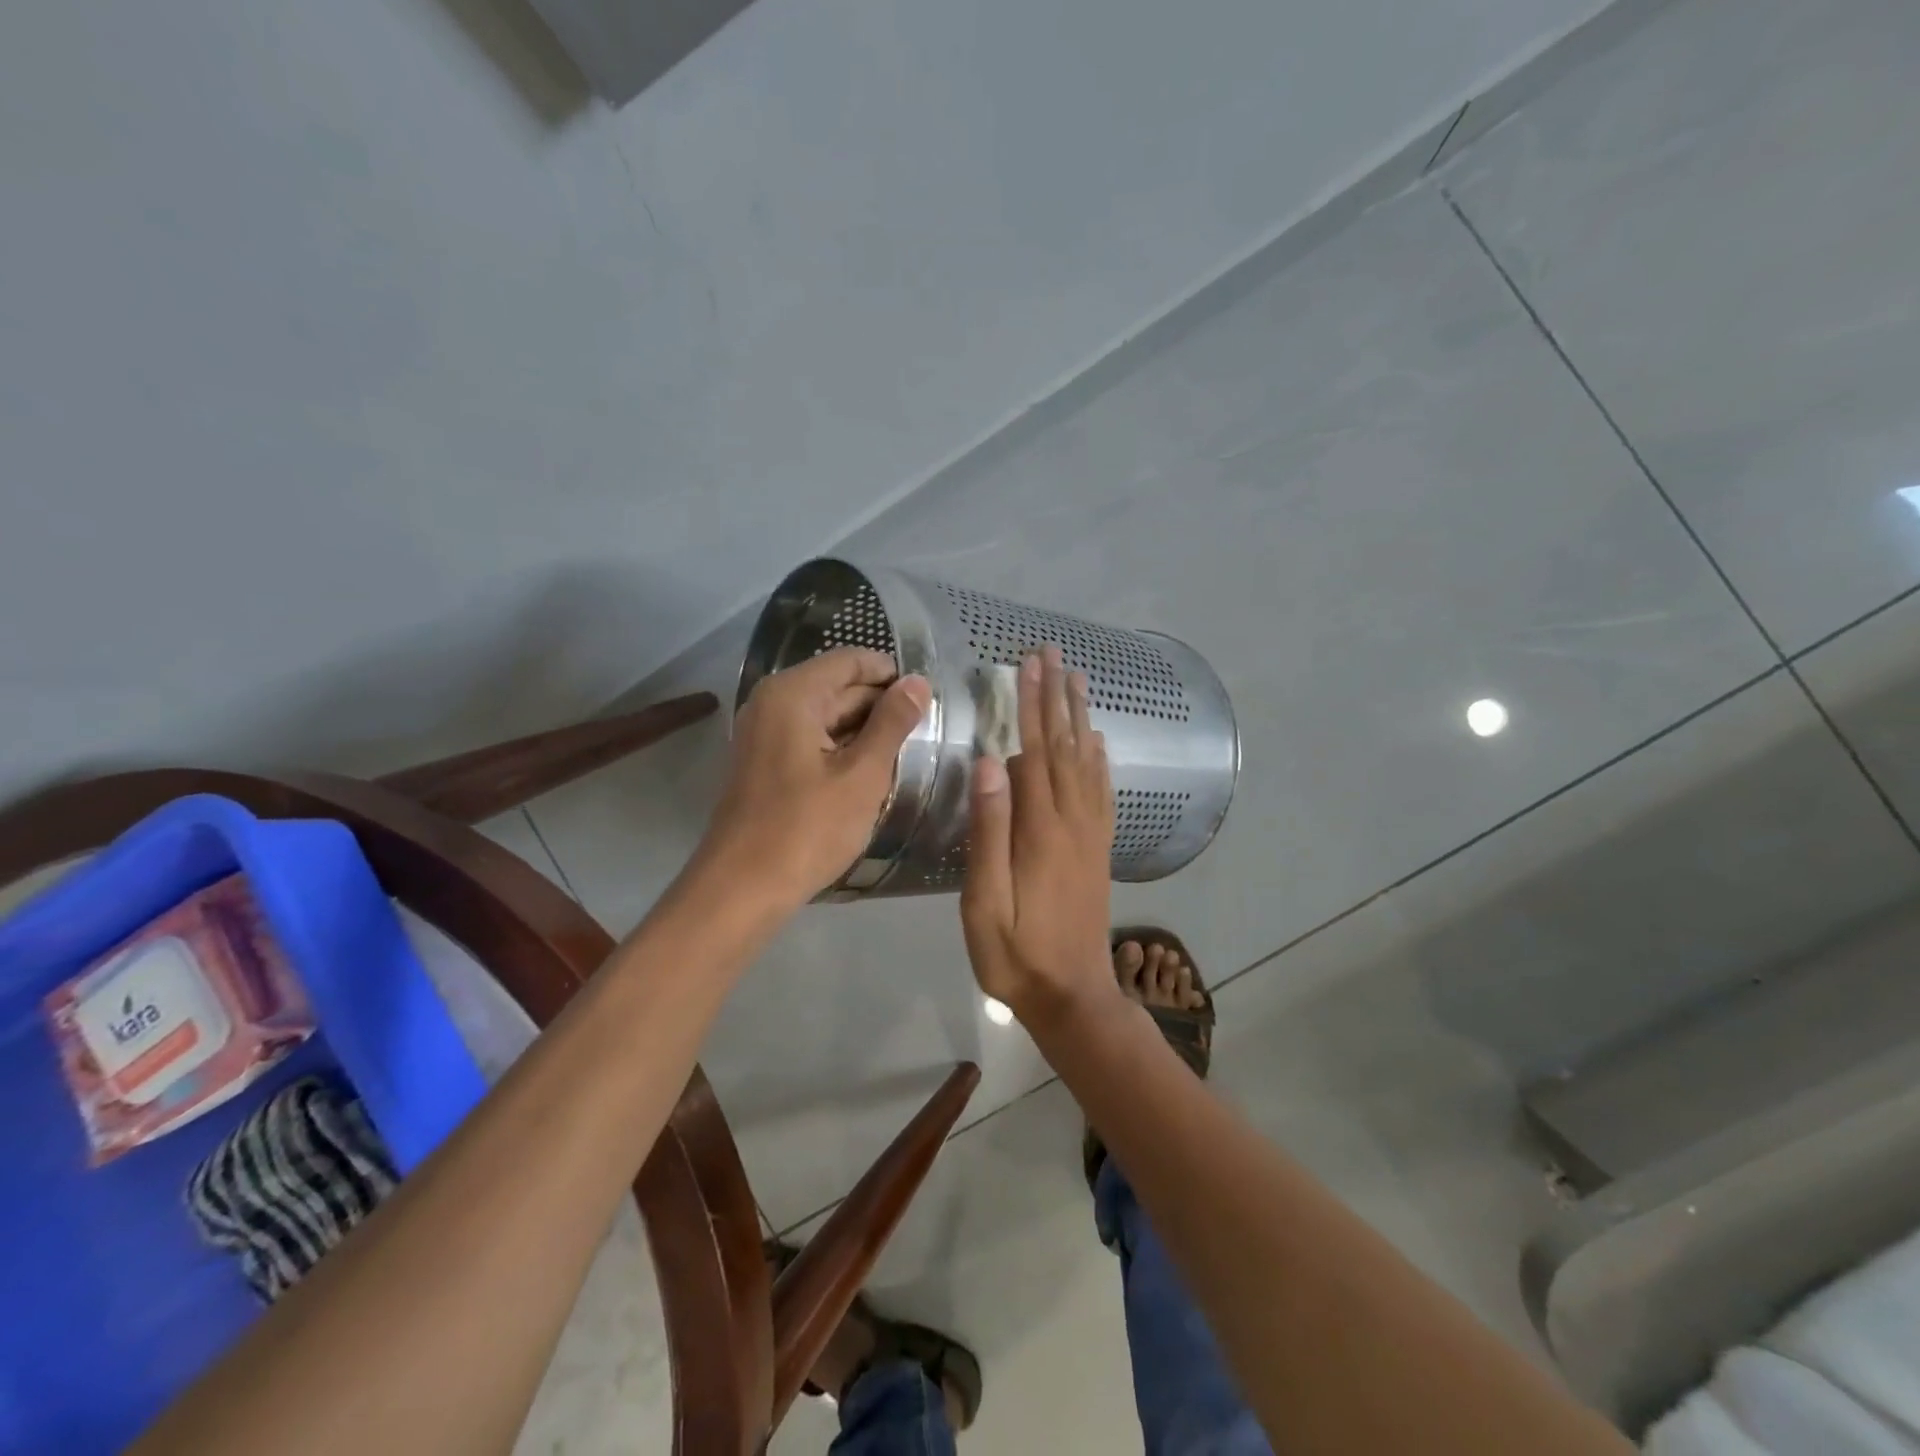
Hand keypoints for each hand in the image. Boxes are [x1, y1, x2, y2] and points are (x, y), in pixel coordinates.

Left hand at [700, 647, 930, 909]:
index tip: (929, 699)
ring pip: (827, 716)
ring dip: (865, 731)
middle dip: (882, 704)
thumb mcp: (863, 774)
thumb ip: (893, 722)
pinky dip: (843, 749)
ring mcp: (765, 733)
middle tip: (928, 730)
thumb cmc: (807, 828)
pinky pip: (812, 740)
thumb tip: (918, 682)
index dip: (892, 674)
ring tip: (908, 751)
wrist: (744, 888)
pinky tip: (873, 771)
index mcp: (793, 694)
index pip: (851, 660)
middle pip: (839, 686)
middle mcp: (773, 702)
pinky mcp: (766, 762)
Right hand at [960, 646, 1117, 1024]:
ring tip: (1079, 681)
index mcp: (1041, 830)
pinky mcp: (1099, 850)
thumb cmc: (1016, 954)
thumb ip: (988, 831)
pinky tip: (1097, 743)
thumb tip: (991, 762)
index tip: (1030, 664)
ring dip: (1080, 718)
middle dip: (1057, 697)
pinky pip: (1102, 793)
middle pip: (1065, 747)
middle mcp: (1072, 822)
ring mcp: (1091, 836)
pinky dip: (1100, 760)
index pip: (1035, 751)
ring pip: (1087, 763)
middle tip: (1053, 654)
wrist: (1073, 996)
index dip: (1032, 705)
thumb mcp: (985, 902)